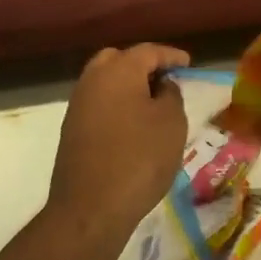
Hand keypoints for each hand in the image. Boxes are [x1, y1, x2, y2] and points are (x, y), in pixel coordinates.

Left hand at [47, 44, 190, 238]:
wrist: (90, 208)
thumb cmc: (139, 159)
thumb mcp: (171, 124)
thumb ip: (171, 95)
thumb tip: (162, 86)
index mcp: (118, 71)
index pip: (148, 51)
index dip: (171, 56)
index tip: (188, 63)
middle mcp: (92, 80)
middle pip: (119, 60)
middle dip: (143, 65)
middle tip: (165, 80)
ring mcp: (78, 106)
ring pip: (105, 82)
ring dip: (128, 86)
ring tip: (152, 103)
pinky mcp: (72, 130)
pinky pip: (98, 104)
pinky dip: (116, 105)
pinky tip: (133, 124)